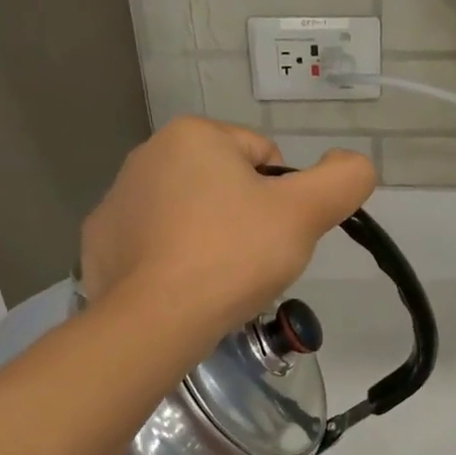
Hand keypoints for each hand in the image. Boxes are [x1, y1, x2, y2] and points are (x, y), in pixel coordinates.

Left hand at [81, 119, 375, 334]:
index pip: (264, 157)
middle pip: (225, 185)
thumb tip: (354, 163)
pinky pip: (154, 244)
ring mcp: (117, 199)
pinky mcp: (101, 242)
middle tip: (251, 263)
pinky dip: (172, 261)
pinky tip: (183, 288)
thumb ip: (343, 180)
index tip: (275, 237)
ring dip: (209, 238)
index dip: (282, 199)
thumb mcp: (304, 214)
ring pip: (189, 214)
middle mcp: (148, 154)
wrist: (156, 319)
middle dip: (245, 218)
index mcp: (194, 135)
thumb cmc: (233, 256)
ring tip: (218, 280)